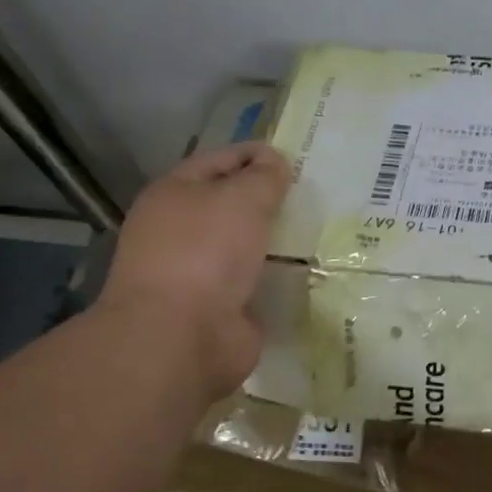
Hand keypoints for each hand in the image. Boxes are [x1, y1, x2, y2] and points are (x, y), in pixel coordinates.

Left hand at [97, 143, 290, 397]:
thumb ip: (264, 176)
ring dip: (274, 242)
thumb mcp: (242, 198)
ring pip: (244, 245)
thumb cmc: (206, 252)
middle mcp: (179, 230)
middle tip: (314, 197)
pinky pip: (254, 282)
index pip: (220, 160)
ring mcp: (196, 272)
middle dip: (268, 201)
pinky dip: (276, 278)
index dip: (257, 155)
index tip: (298, 159)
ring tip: (318, 232)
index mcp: (173, 194)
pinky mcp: (217, 308)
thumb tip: (275, 163)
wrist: (181, 336)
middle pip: (230, 204)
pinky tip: (307, 272)